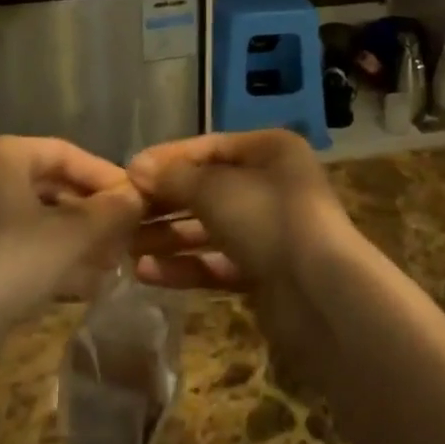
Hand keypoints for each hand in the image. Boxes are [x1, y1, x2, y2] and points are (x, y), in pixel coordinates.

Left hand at [0, 137, 143, 329]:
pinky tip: (85, 285)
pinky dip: (48, 259)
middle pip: (49, 187)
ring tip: (112, 261)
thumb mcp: (72, 235)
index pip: (65, 153)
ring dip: (74, 239)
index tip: (135, 199)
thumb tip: (138, 196)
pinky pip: (15, 248)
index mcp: (1, 156)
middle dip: (90, 212)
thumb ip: (110, 211)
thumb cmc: (10, 263)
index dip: (104, 175)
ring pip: (33, 221)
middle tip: (124, 232)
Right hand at [126, 130, 353, 297]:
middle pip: (208, 189)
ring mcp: (270, 231)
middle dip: (165, 203)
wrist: (321, 295)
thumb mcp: (214, 189)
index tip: (129, 173)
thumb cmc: (267, 219)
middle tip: (122, 214)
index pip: (210, 148)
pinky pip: (218, 263)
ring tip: (126, 247)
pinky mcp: (265, 273)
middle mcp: (272, 185)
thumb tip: (136, 167)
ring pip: (210, 228)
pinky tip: (147, 272)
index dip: (169, 159)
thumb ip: (174, 178)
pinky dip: (186, 266)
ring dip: (169, 237)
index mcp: (270, 151)